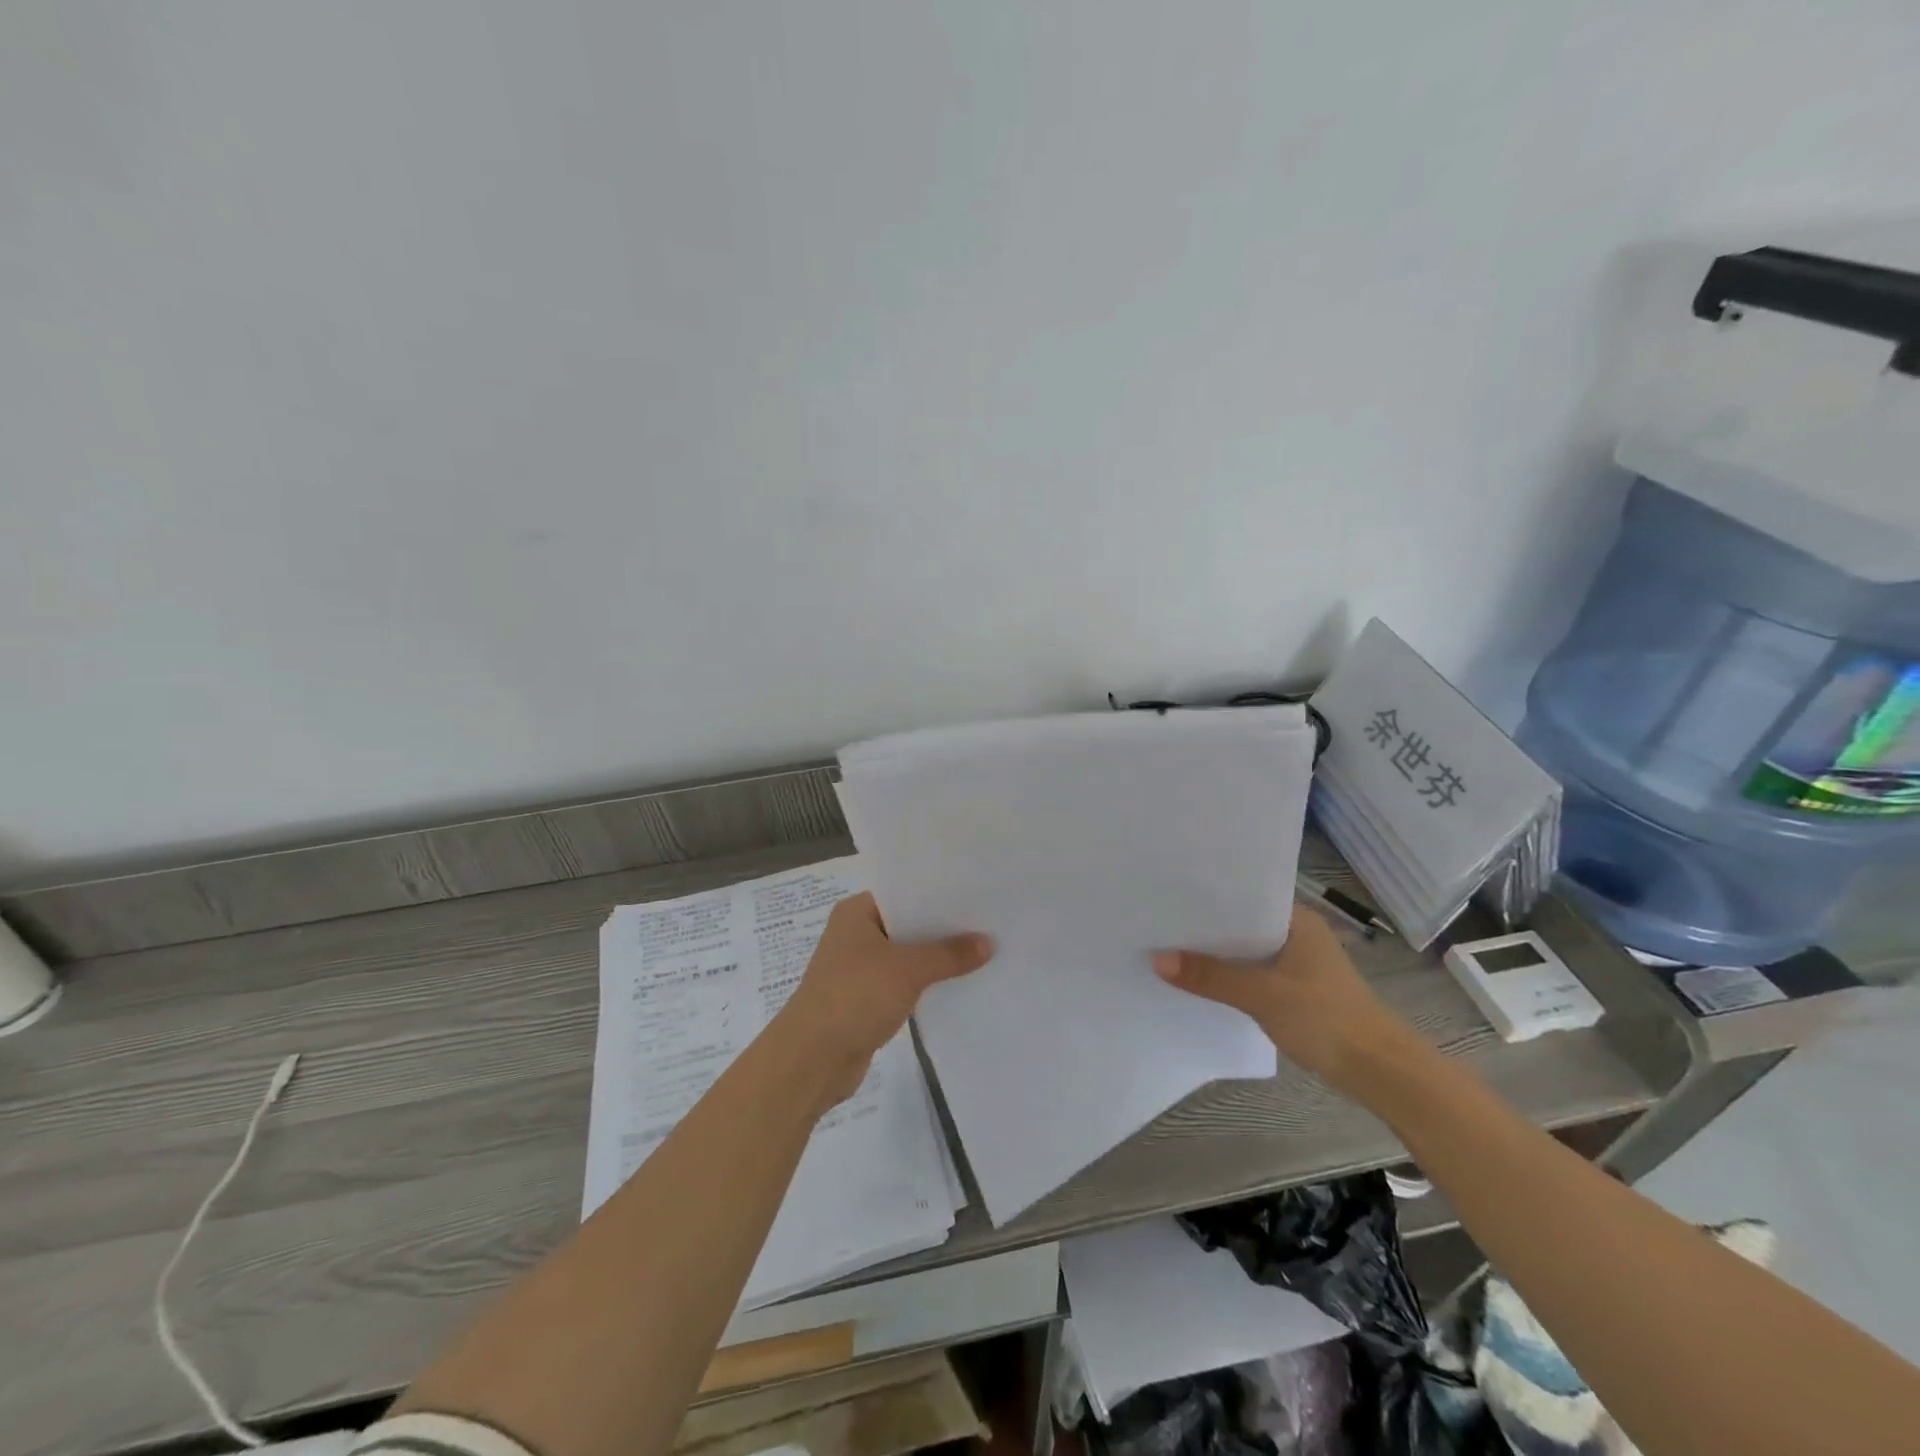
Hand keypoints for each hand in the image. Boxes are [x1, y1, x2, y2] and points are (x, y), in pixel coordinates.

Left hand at [774, 893, 993, 1109]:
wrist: (812, 1060)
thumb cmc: (855, 996)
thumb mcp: (908, 970)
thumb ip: (949, 954)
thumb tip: (989, 942)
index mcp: (857, 912)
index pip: (904, 892)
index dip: (939, 893)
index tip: (977, 893)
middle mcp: (855, 934)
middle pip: (907, 924)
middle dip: (943, 928)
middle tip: (988, 922)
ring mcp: (858, 968)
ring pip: (906, 955)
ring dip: (936, 959)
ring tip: (983, 952)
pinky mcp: (865, 999)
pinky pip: (903, 982)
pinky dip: (925, 984)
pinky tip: (958, 984)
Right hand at [1153, 907, 1409, 1094]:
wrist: (1381, 1072)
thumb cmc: (1326, 1019)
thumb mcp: (1262, 995)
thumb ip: (1211, 977)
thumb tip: (1157, 959)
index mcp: (1296, 919)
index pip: (1243, 895)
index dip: (1206, 897)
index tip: (1168, 895)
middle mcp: (1297, 933)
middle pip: (1241, 924)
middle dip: (1205, 927)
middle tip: (1159, 921)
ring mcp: (1299, 962)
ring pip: (1246, 951)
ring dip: (1217, 955)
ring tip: (1170, 948)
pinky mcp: (1297, 989)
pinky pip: (1254, 973)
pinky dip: (1231, 975)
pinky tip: (1203, 981)